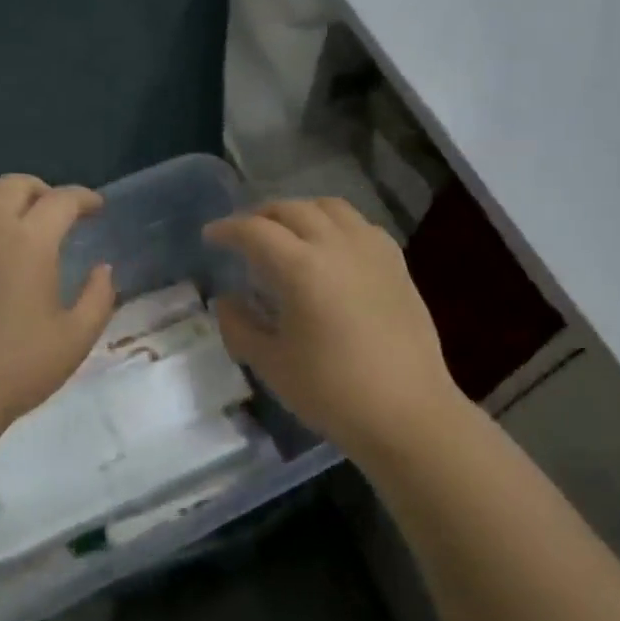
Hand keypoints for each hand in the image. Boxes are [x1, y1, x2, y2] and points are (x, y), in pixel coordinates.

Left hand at [0, 175, 116, 431]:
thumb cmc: (16, 367)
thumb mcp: (75, 338)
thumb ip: (98, 297)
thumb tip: (103, 269)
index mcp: (30, 240)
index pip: (62, 200)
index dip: (84, 199)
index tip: (95, 209)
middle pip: (15, 184)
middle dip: (41, 191)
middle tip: (52, 211)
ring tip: (4, 212)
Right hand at [204, 198, 464, 457]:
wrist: (408, 413)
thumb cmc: (332, 392)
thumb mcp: (272, 364)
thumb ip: (239, 326)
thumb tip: (226, 301)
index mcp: (301, 268)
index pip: (255, 231)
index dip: (228, 229)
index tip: (211, 236)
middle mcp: (337, 246)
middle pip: (292, 209)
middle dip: (261, 215)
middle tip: (244, 234)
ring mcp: (372, 251)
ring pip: (330, 208)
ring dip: (300, 212)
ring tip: (287, 232)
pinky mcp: (397, 264)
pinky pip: (360, 225)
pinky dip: (335, 224)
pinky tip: (331, 248)